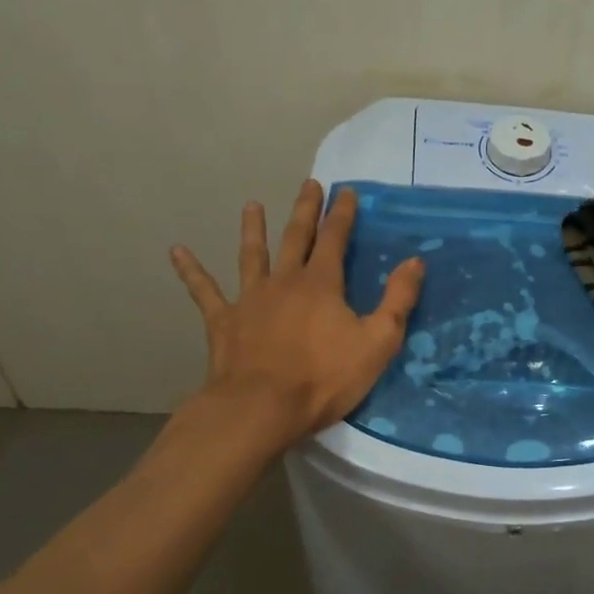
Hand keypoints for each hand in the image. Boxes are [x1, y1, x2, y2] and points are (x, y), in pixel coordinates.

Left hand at [170, 180, 424, 455]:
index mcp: (321, 284)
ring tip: (252, 205)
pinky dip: (191, 271)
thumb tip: (415, 261)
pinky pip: (205, 292)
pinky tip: (177, 252)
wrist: (261, 408)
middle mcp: (284, 281)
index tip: (346, 191)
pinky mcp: (224, 322)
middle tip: (309, 184)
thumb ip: (398, 300)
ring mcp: (250, 299)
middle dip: (305, 210)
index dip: (342, 214)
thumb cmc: (325, 378)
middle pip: (296, 237)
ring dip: (253, 229)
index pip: (335, 239)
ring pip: (252, 255)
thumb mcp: (378, 341)